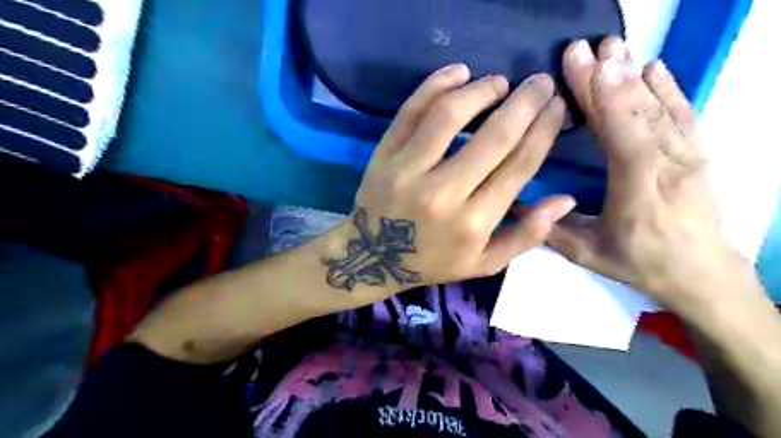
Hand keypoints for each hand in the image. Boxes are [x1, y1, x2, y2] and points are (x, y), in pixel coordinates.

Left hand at [324, 64, 571, 295]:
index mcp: (473, 222)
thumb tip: (566, 198)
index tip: (557, 107)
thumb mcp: (484, 262)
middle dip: (525, 102)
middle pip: (494, 137)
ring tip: (498, 82)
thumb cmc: (432, 261)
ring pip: (449, 115)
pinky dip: (435, 85)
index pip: (519, 165)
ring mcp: (408, 171)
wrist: (374, 257)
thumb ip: (526, 235)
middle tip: (540, 82)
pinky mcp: (383, 156)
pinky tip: (458, 73)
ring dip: (481, 90)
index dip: (544, 130)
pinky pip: (410, 111)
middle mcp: (443, 193)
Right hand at [548, 36, 756, 313]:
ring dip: (635, 74)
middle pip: (639, 113)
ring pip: (661, 108)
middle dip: (610, 76)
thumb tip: (513, 206)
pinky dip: (669, 88)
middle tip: (586, 46)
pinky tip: (654, 67)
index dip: (602, 98)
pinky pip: (684, 115)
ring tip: (614, 47)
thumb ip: (550, 229)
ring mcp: (687, 156)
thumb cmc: (640, 263)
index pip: (621, 135)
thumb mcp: (588, 254)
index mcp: (639, 190)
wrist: (702, 275)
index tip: (582, 65)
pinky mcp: (696, 154)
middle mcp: (668, 165)